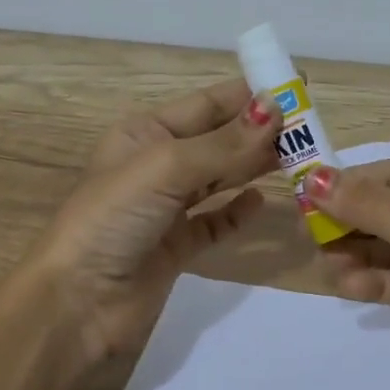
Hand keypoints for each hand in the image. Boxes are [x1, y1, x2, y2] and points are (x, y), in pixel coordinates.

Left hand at [0, 79, 282, 389]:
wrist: (79, 303)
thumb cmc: (113, 219)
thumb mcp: (166, 169)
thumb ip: (224, 144)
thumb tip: (275, 109)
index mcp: (144, 134)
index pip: (206, 105)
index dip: (249, 95)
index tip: (296, 86)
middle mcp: (155, 166)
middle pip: (218, 141)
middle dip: (260, 132)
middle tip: (310, 128)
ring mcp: (166, 209)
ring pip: (220, 179)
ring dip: (254, 168)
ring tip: (299, 159)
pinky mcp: (176, 247)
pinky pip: (215, 222)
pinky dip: (237, 212)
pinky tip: (261, 203)